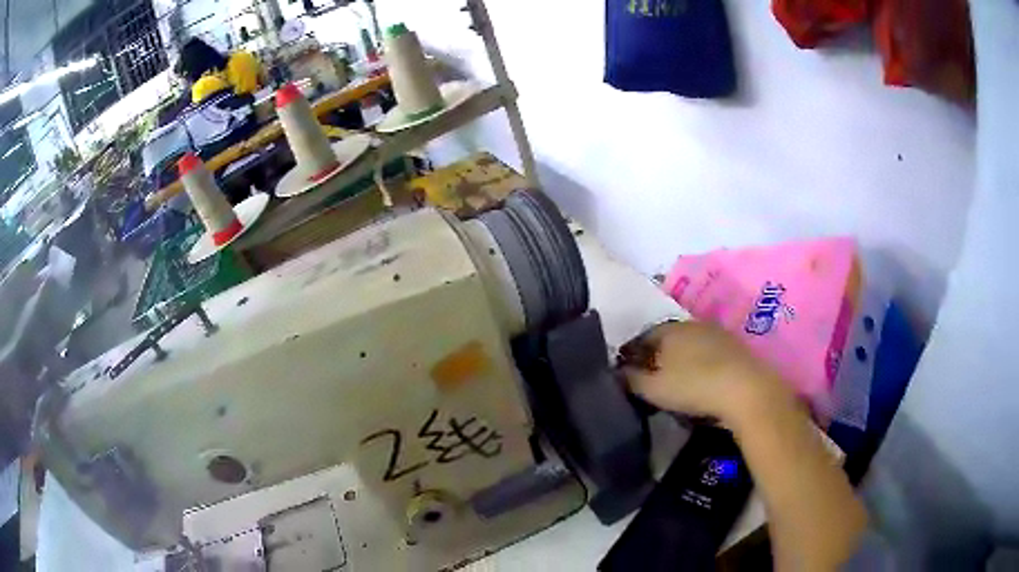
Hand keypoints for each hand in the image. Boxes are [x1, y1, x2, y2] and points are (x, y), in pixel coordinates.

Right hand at [618, 321, 791, 427]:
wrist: (746, 390)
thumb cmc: (694, 386)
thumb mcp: (654, 389)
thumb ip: (631, 380)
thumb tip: (617, 373)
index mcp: (669, 329)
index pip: (642, 337)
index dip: (631, 355)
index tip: (626, 373)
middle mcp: (692, 325)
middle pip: (667, 339)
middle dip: (656, 356)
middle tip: (650, 380)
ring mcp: (717, 334)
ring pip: (690, 345)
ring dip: (680, 360)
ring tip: (675, 383)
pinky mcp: (735, 348)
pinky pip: (708, 354)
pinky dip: (700, 365)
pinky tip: (700, 382)